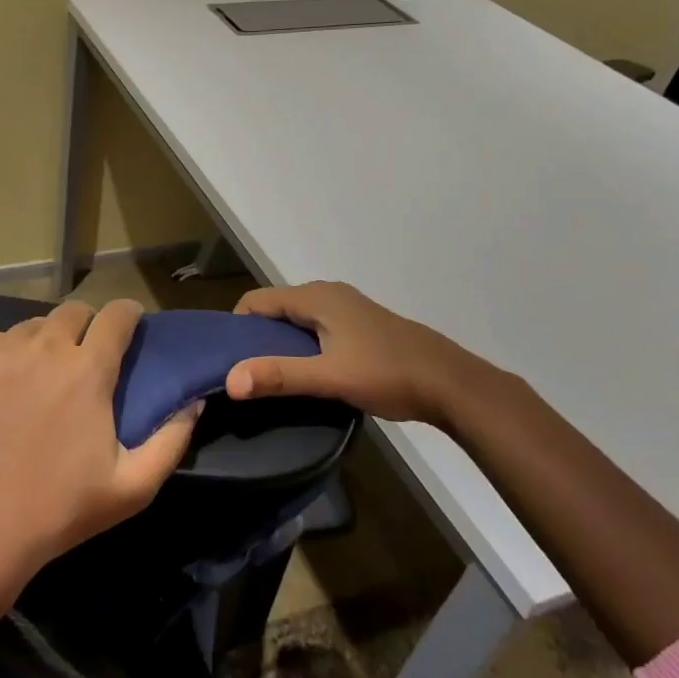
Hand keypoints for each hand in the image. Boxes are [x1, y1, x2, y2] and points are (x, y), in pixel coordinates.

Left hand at [0, 298, 200, 616]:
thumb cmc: (57, 512)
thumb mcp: (132, 488)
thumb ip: (172, 440)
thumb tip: (193, 403)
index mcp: (87, 370)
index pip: (117, 315)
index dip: (128, 316)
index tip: (130, 327)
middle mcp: (43, 348)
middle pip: (73, 312)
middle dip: (87, 326)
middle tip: (85, 357)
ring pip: (32, 326)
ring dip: (46, 341)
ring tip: (42, 375)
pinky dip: (7, 354)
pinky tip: (3, 388)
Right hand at [226, 280, 515, 426]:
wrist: (450, 383)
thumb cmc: (387, 374)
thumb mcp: (329, 378)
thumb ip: (279, 376)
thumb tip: (229, 380)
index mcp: (317, 297)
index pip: (256, 300)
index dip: (237, 326)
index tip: (228, 360)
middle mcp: (329, 294)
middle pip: (276, 308)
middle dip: (256, 336)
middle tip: (247, 372)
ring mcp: (347, 308)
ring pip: (297, 319)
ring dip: (280, 343)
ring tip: (272, 376)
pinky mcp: (360, 324)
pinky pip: (316, 327)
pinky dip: (302, 344)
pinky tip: (308, 373)